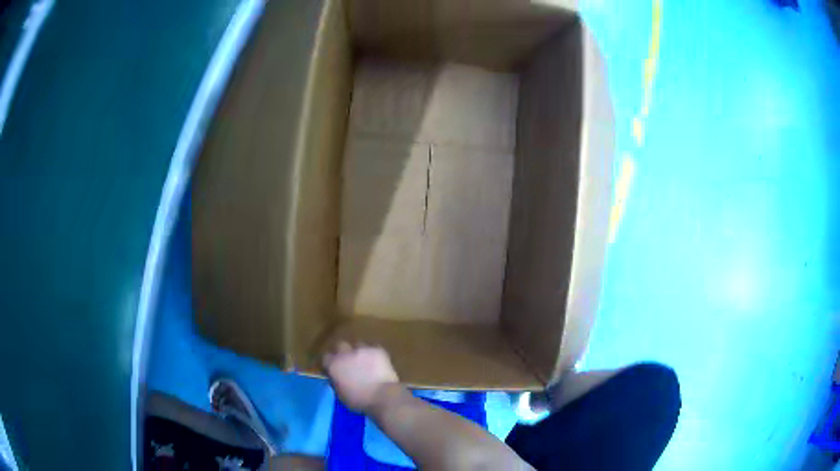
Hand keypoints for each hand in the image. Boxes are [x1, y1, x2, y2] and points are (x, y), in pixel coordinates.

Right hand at [323, 342, 399, 412]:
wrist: (382, 395)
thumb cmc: (359, 400)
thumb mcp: (341, 394)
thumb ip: (336, 382)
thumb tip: (336, 378)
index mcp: (334, 365)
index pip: (326, 358)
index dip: (330, 363)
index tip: (334, 368)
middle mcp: (345, 354)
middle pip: (341, 346)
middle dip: (344, 352)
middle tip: (350, 363)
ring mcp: (362, 350)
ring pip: (358, 345)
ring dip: (360, 353)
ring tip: (366, 362)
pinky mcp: (377, 350)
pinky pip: (373, 349)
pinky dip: (374, 355)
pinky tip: (378, 363)